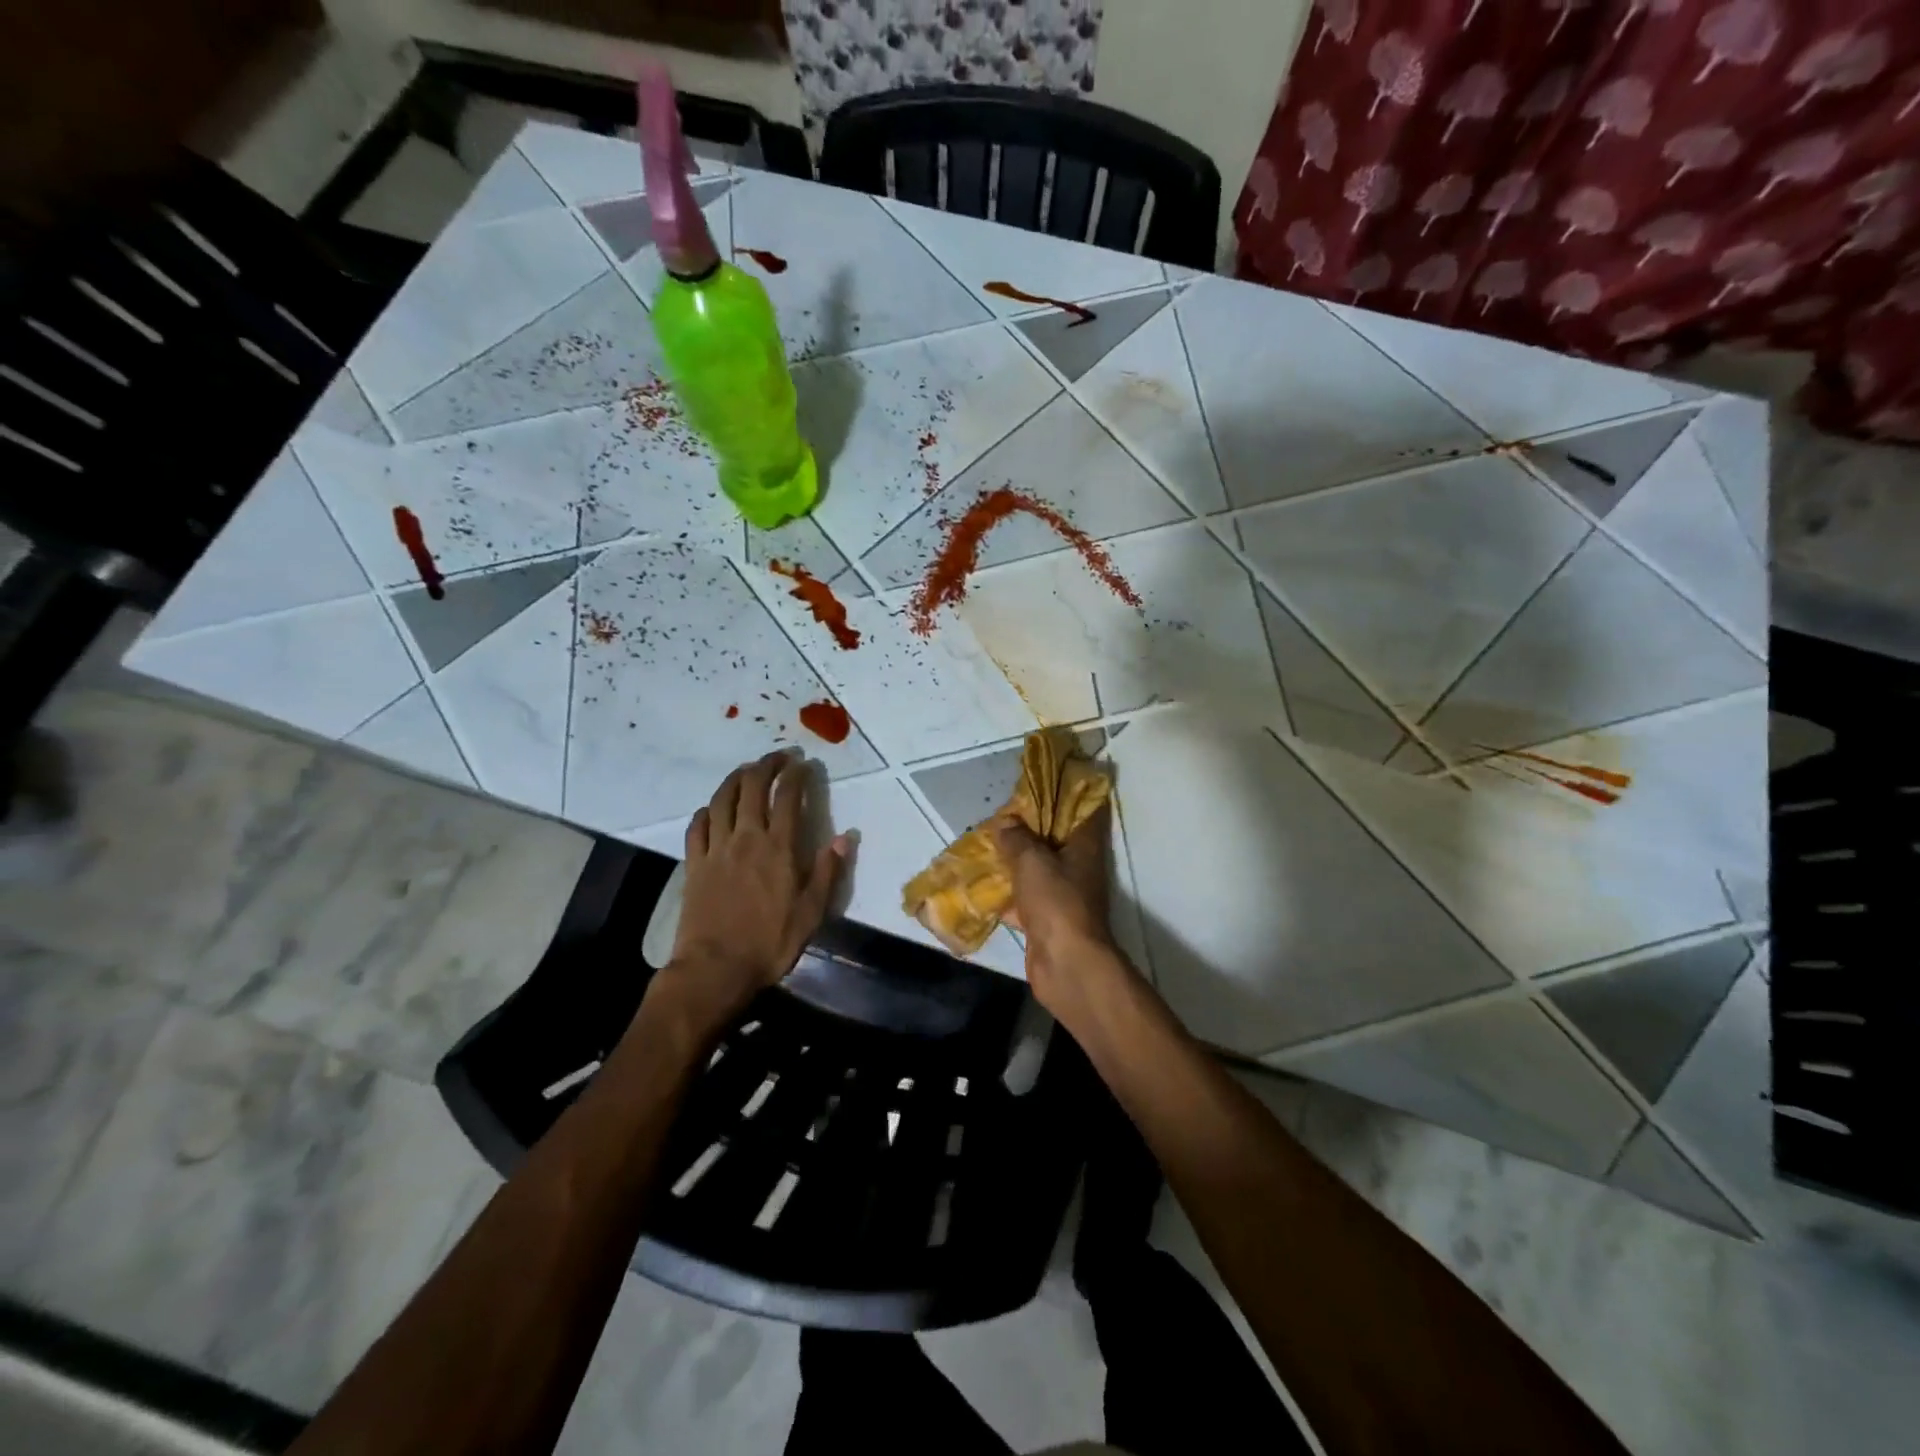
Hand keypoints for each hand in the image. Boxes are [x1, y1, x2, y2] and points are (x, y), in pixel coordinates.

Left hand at [657, 752, 846, 1036]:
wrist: (715, 969)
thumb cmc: (770, 943)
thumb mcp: (811, 912)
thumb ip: (827, 871)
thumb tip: (846, 837)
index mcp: (778, 848)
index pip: (788, 797)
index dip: (796, 775)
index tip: (803, 763)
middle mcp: (746, 839)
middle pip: (752, 788)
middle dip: (766, 765)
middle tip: (779, 757)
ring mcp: (716, 849)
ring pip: (722, 800)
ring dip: (735, 778)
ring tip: (746, 770)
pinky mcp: (693, 864)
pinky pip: (696, 827)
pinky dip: (706, 810)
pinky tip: (712, 808)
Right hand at [993, 806, 1120, 1018]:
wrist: (1066, 964)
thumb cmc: (1056, 903)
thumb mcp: (1032, 860)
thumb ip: (1016, 838)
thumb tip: (1005, 823)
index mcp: (1084, 846)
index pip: (1083, 809)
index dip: (1066, 792)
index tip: (1041, 782)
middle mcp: (1078, 867)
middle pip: (1056, 838)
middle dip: (1031, 826)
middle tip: (1003, 813)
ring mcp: (1063, 895)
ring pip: (1038, 868)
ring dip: (1016, 859)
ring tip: (988, 842)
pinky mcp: (1046, 920)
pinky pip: (1024, 898)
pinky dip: (1007, 893)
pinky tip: (982, 884)